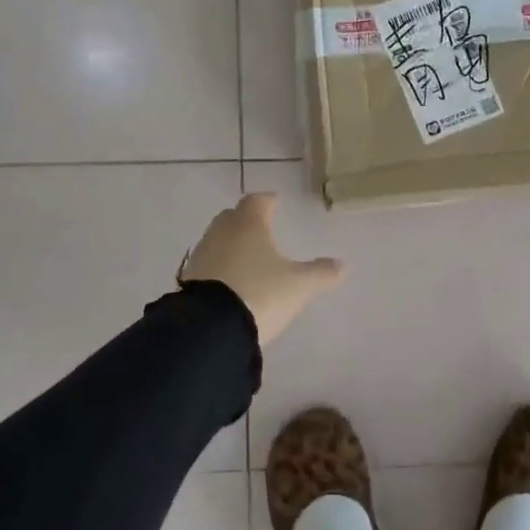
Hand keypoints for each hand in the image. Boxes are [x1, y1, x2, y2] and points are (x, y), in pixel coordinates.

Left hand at [181, 193, 343, 345]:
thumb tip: (341, 265)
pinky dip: (218, 267)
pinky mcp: (187, 281)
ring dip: (229, 244)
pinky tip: (228, 282)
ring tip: (245, 257)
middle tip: (259, 227)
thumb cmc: (260, 293)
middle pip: (232, 217)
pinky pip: (207, 265)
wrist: (210, 329)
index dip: (267, 201)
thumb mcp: (298, 286)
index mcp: (248, 224)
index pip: (256, 201)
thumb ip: (320, 273)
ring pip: (217, 240)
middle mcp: (221, 233)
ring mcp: (200, 256)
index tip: (274, 202)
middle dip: (245, 220)